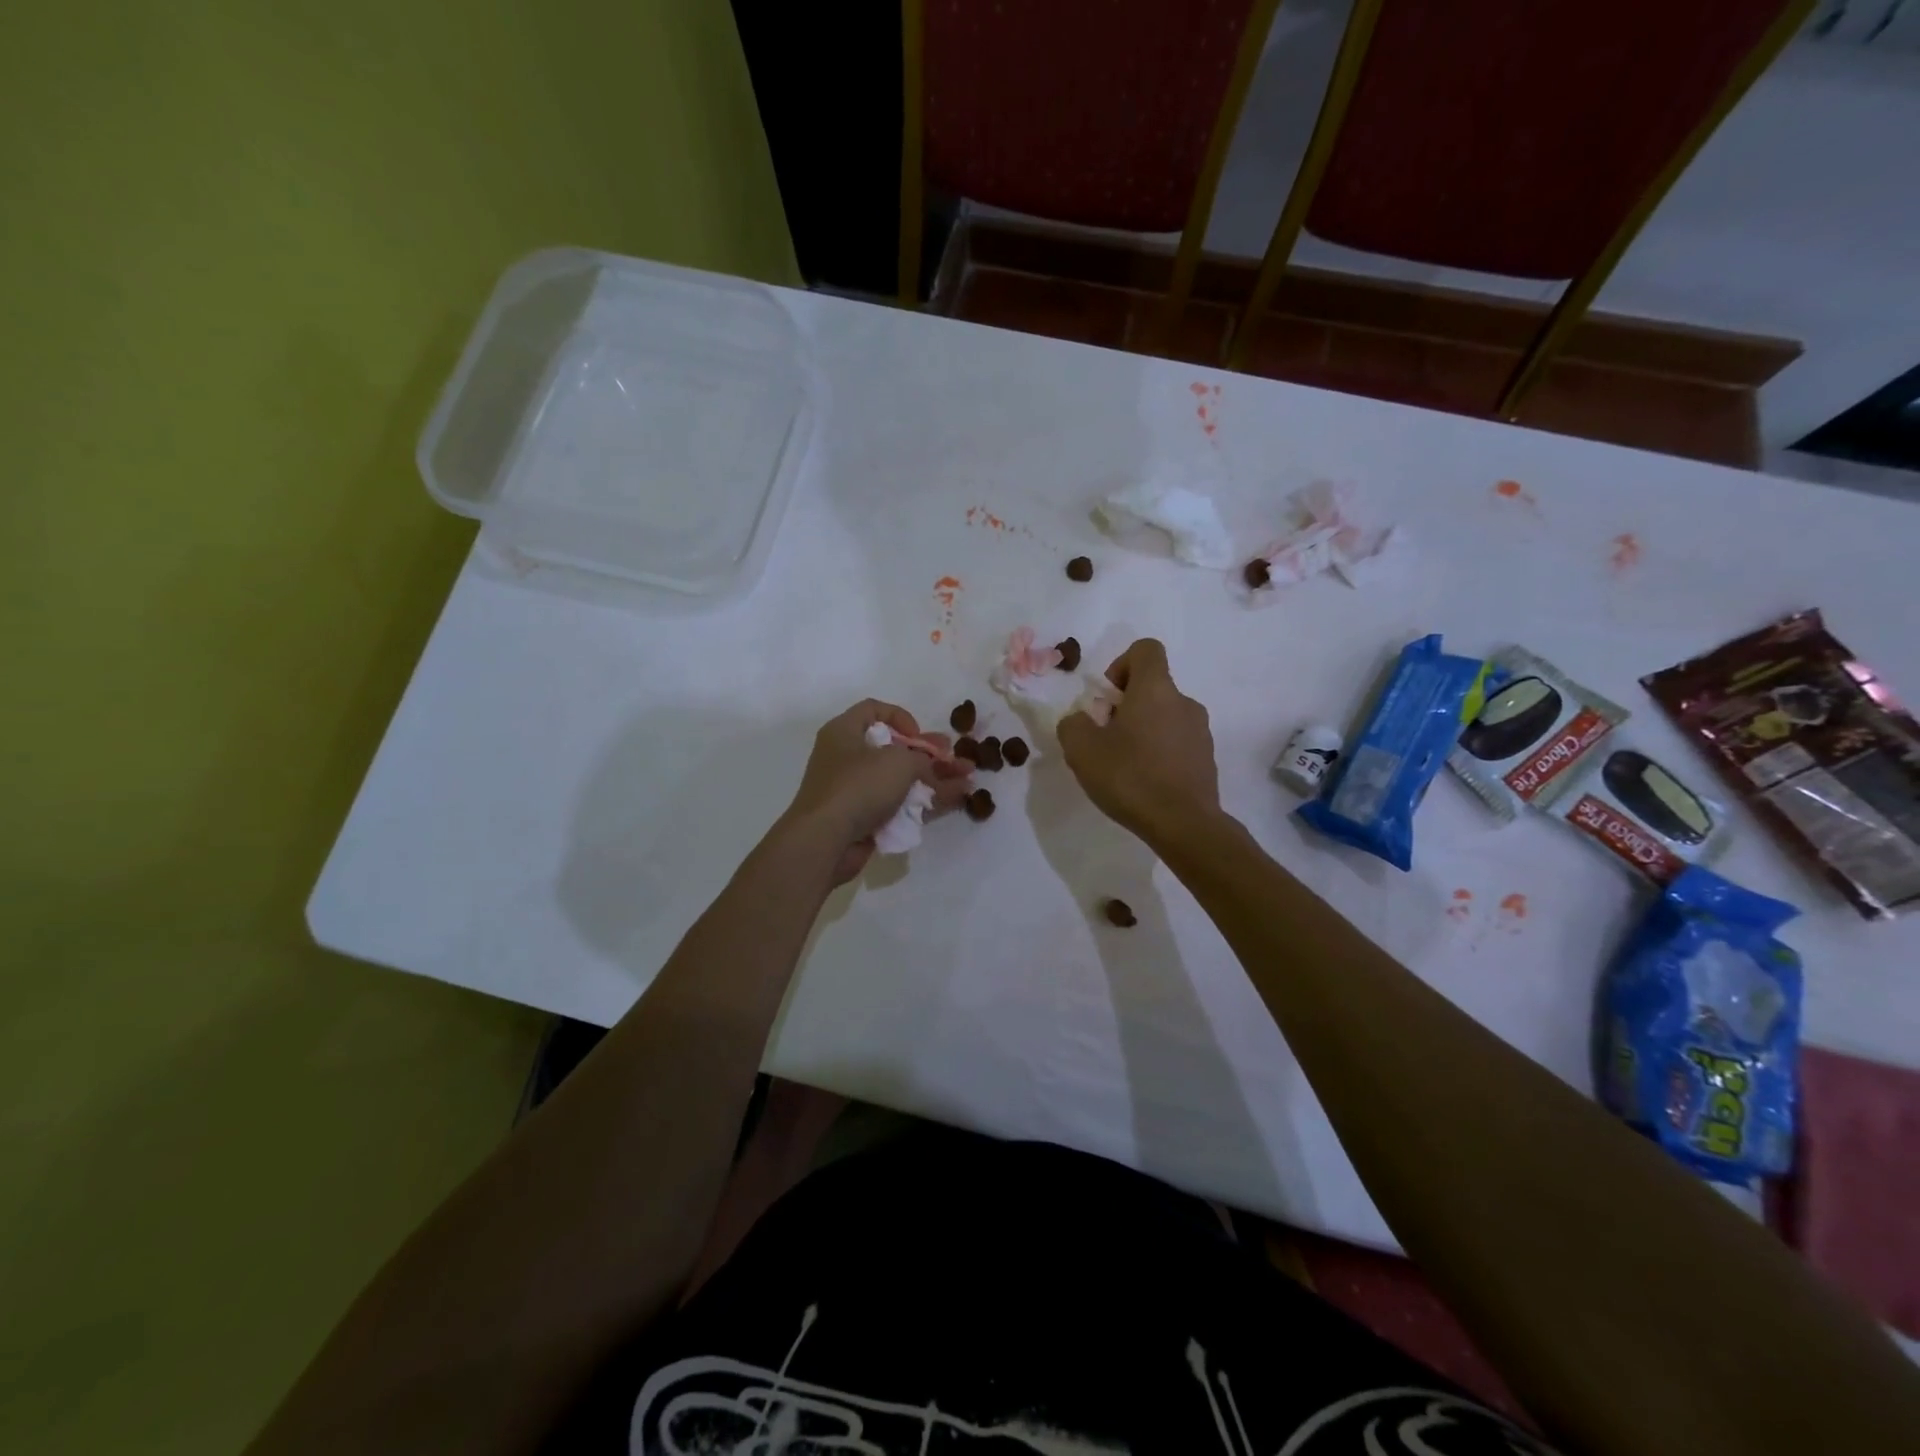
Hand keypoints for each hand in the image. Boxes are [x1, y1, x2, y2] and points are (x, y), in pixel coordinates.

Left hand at [778, 700, 973, 884]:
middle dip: (929, 754)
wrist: (825, 841)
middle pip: (894, 748)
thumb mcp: (898, 762)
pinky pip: (898, 804)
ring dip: (935, 779)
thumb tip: (930, 767)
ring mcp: (854, 790)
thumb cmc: (858, 787)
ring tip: (968, 780)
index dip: (901, 717)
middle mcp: (847, 757)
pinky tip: (954, 801)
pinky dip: (923, 802)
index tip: (918, 735)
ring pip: (900, 779)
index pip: (873, 710)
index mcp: (844, 732)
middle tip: (956, 758)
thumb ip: (922, 759)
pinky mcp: (863, 818)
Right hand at [1057, 639, 1220, 844]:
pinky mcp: (1206, 758)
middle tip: (1106, 740)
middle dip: (1125, 706)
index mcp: (1156, 689)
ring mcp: (1200, 731)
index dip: (1121, 665)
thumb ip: (1072, 724)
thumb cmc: (1130, 777)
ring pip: (1164, 716)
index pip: (1145, 649)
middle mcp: (1184, 702)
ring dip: (1143, 730)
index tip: (1107, 699)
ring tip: (1124, 766)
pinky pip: (1177, 742)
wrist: (1183, 824)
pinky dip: (1159, 752)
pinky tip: (1144, 782)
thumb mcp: (1081, 749)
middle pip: (1152, 686)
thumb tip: (1081, 720)